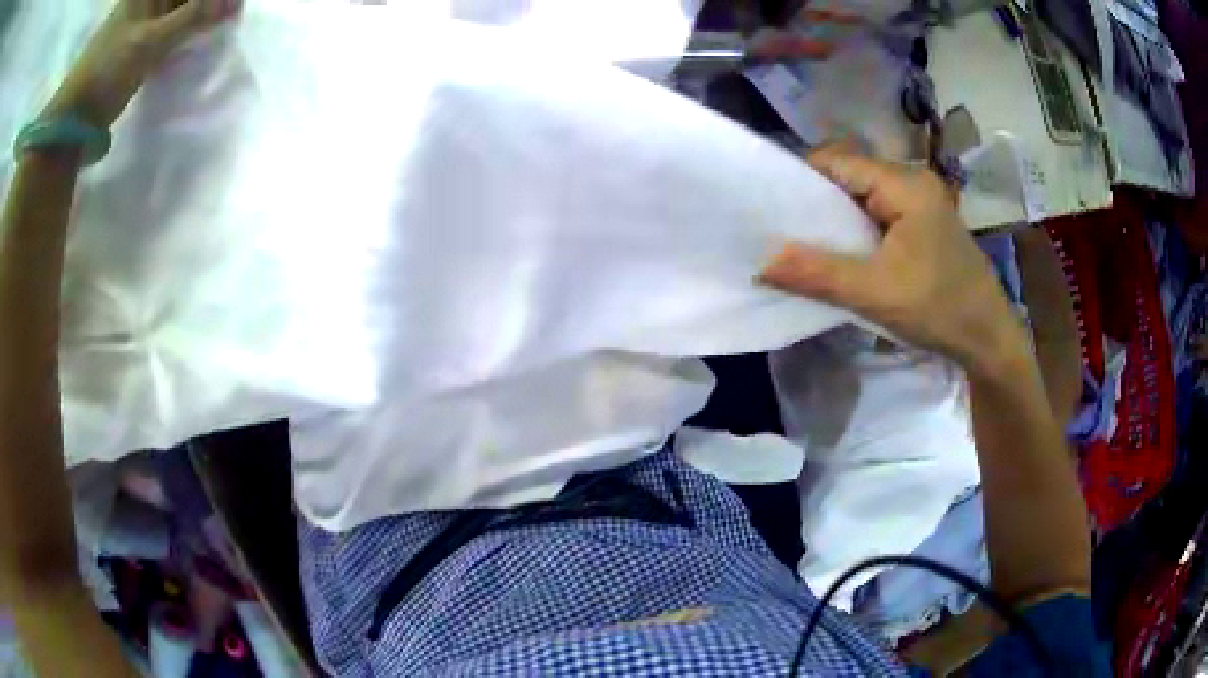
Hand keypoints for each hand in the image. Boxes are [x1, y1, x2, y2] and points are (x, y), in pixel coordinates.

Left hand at [41, 0, 241, 128]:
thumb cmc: (106, 71)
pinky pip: (171, 29)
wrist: (72, 118)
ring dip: (199, 18)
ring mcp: (143, 20)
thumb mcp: (150, 41)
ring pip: (182, 10)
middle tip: (230, 16)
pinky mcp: (140, 43)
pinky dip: (185, 33)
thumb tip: (235, 3)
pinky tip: (196, 40)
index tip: (233, 7)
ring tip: (217, 28)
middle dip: (209, 4)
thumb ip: (193, 17)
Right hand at [759, 145, 1026, 376]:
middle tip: (785, 232)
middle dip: (817, 201)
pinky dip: (857, 230)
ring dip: (837, 218)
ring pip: (863, 196)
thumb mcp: (876, 293)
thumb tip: (762, 262)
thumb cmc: (940, 309)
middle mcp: (912, 181)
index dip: (801, 178)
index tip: (773, 209)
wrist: (988, 338)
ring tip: (808, 244)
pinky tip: (845, 254)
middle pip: (849, 175)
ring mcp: (920, 202)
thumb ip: (819, 274)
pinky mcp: (923, 223)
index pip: (838, 161)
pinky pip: (878, 213)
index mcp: (904, 184)